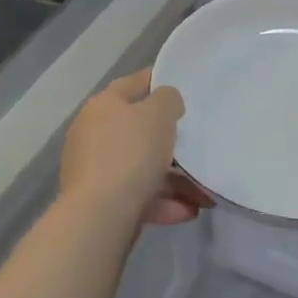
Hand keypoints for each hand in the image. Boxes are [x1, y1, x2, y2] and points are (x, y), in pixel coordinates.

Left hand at [60, 70, 213, 227]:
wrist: (99, 217)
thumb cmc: (131, 154)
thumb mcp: (159, 115)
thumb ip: (168, 100)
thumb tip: (165, 103)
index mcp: (103, 106)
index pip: (132, 84)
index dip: (156, 81)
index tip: (181, 85)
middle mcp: (93, 135)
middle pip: (138, 131)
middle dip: (170, 141)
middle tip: (195, 143)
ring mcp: (95, 171)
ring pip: (142, 168)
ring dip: (174, 179)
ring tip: (204, 191)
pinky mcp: (100, 203)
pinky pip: (138, 196)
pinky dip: (163, 202)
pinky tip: (188, 210)